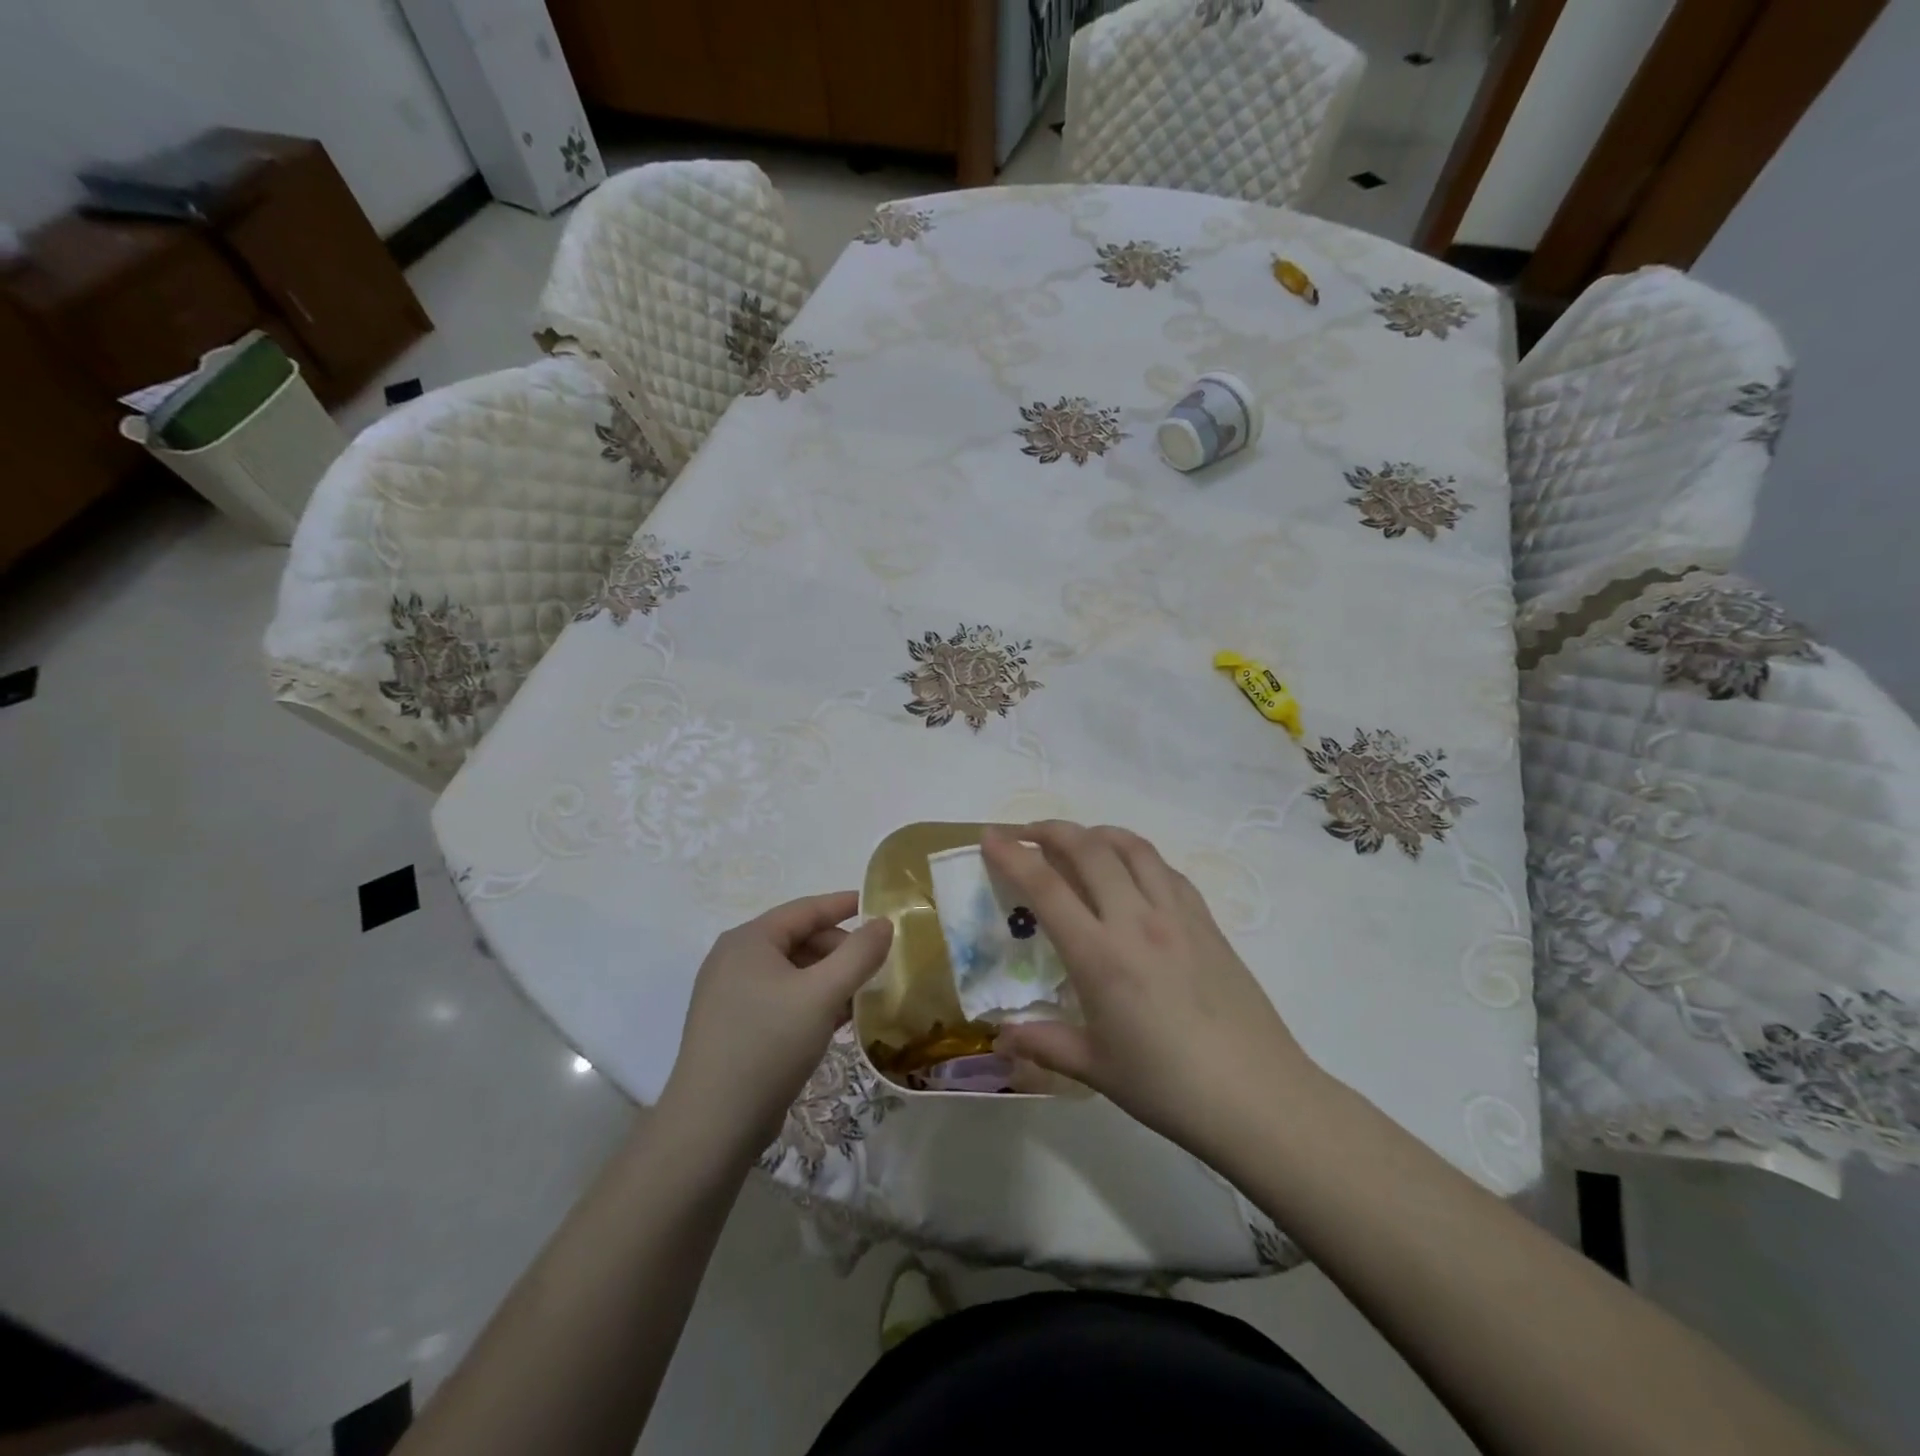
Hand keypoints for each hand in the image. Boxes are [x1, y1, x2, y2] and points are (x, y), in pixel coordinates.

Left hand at [660, 893, 892, 1154]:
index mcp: (749, 940)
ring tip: (861, 997)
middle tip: (875, 968)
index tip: (879, 908)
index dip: (844, 905)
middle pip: (798, 940)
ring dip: (828, 979)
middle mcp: (734, 959)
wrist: (713, 1126)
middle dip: (839, 950)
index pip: (806, 909)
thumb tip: (883, 923)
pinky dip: (809, 1001)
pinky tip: (835, 1021)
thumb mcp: (823, 995)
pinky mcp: (732, 1026)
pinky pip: (780, 998)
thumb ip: (859, 954)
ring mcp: (729, 994)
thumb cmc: (769, 1045)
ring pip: (791, 972)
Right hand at [983, 822, 1317, 1157]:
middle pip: (1089, 849)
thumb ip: (1044, 1044)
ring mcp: (1177, 916)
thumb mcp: (1096, 1069)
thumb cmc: (1169, 1087)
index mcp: (1101, 956)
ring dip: (1097, 833)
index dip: (1013, 855)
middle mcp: (1137, 921)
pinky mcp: (1207, 921)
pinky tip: (1131, 872)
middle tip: (1026, 833)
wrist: (1259, 1097)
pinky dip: (1138, 856)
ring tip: (1077, 841)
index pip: (1046, 887)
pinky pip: (1166, 870)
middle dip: (1051, 830)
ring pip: (1132, 848)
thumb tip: (1001, 1038)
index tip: (991, 837)